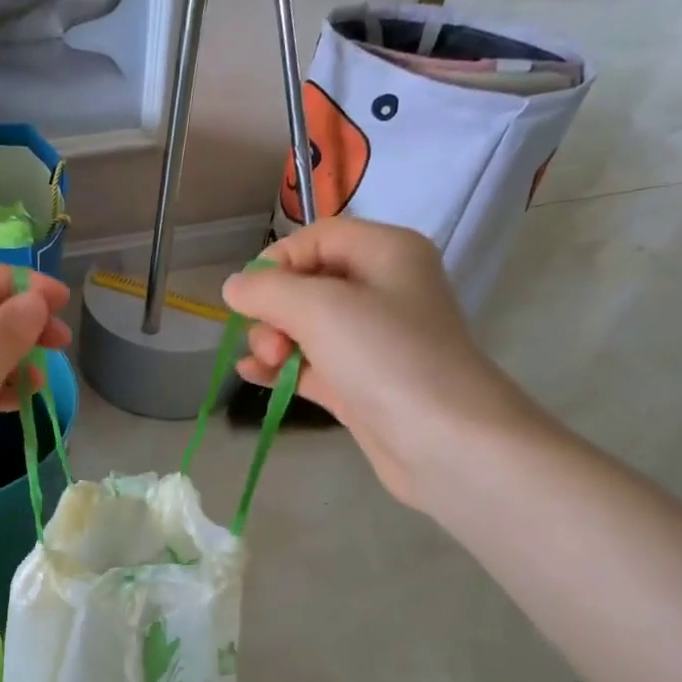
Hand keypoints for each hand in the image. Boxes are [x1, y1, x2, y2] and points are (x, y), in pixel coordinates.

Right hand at [221, 218, 542, 509]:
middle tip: (270, 345)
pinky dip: (281, 368)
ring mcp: (370, 341)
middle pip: (306, 284)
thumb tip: (235, 286)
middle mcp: (381, 290)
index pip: (316, 238)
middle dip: (273, 310)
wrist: (446, 443)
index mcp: (385, 253)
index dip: (277, 262)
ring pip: (304, 328)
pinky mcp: (359, 384)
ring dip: (272, 341)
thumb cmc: (387, 358)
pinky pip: (309, 364)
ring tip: (265, 365)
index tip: (250, 297)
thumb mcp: (321, 309)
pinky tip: (252, 376)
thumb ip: (268, 290)